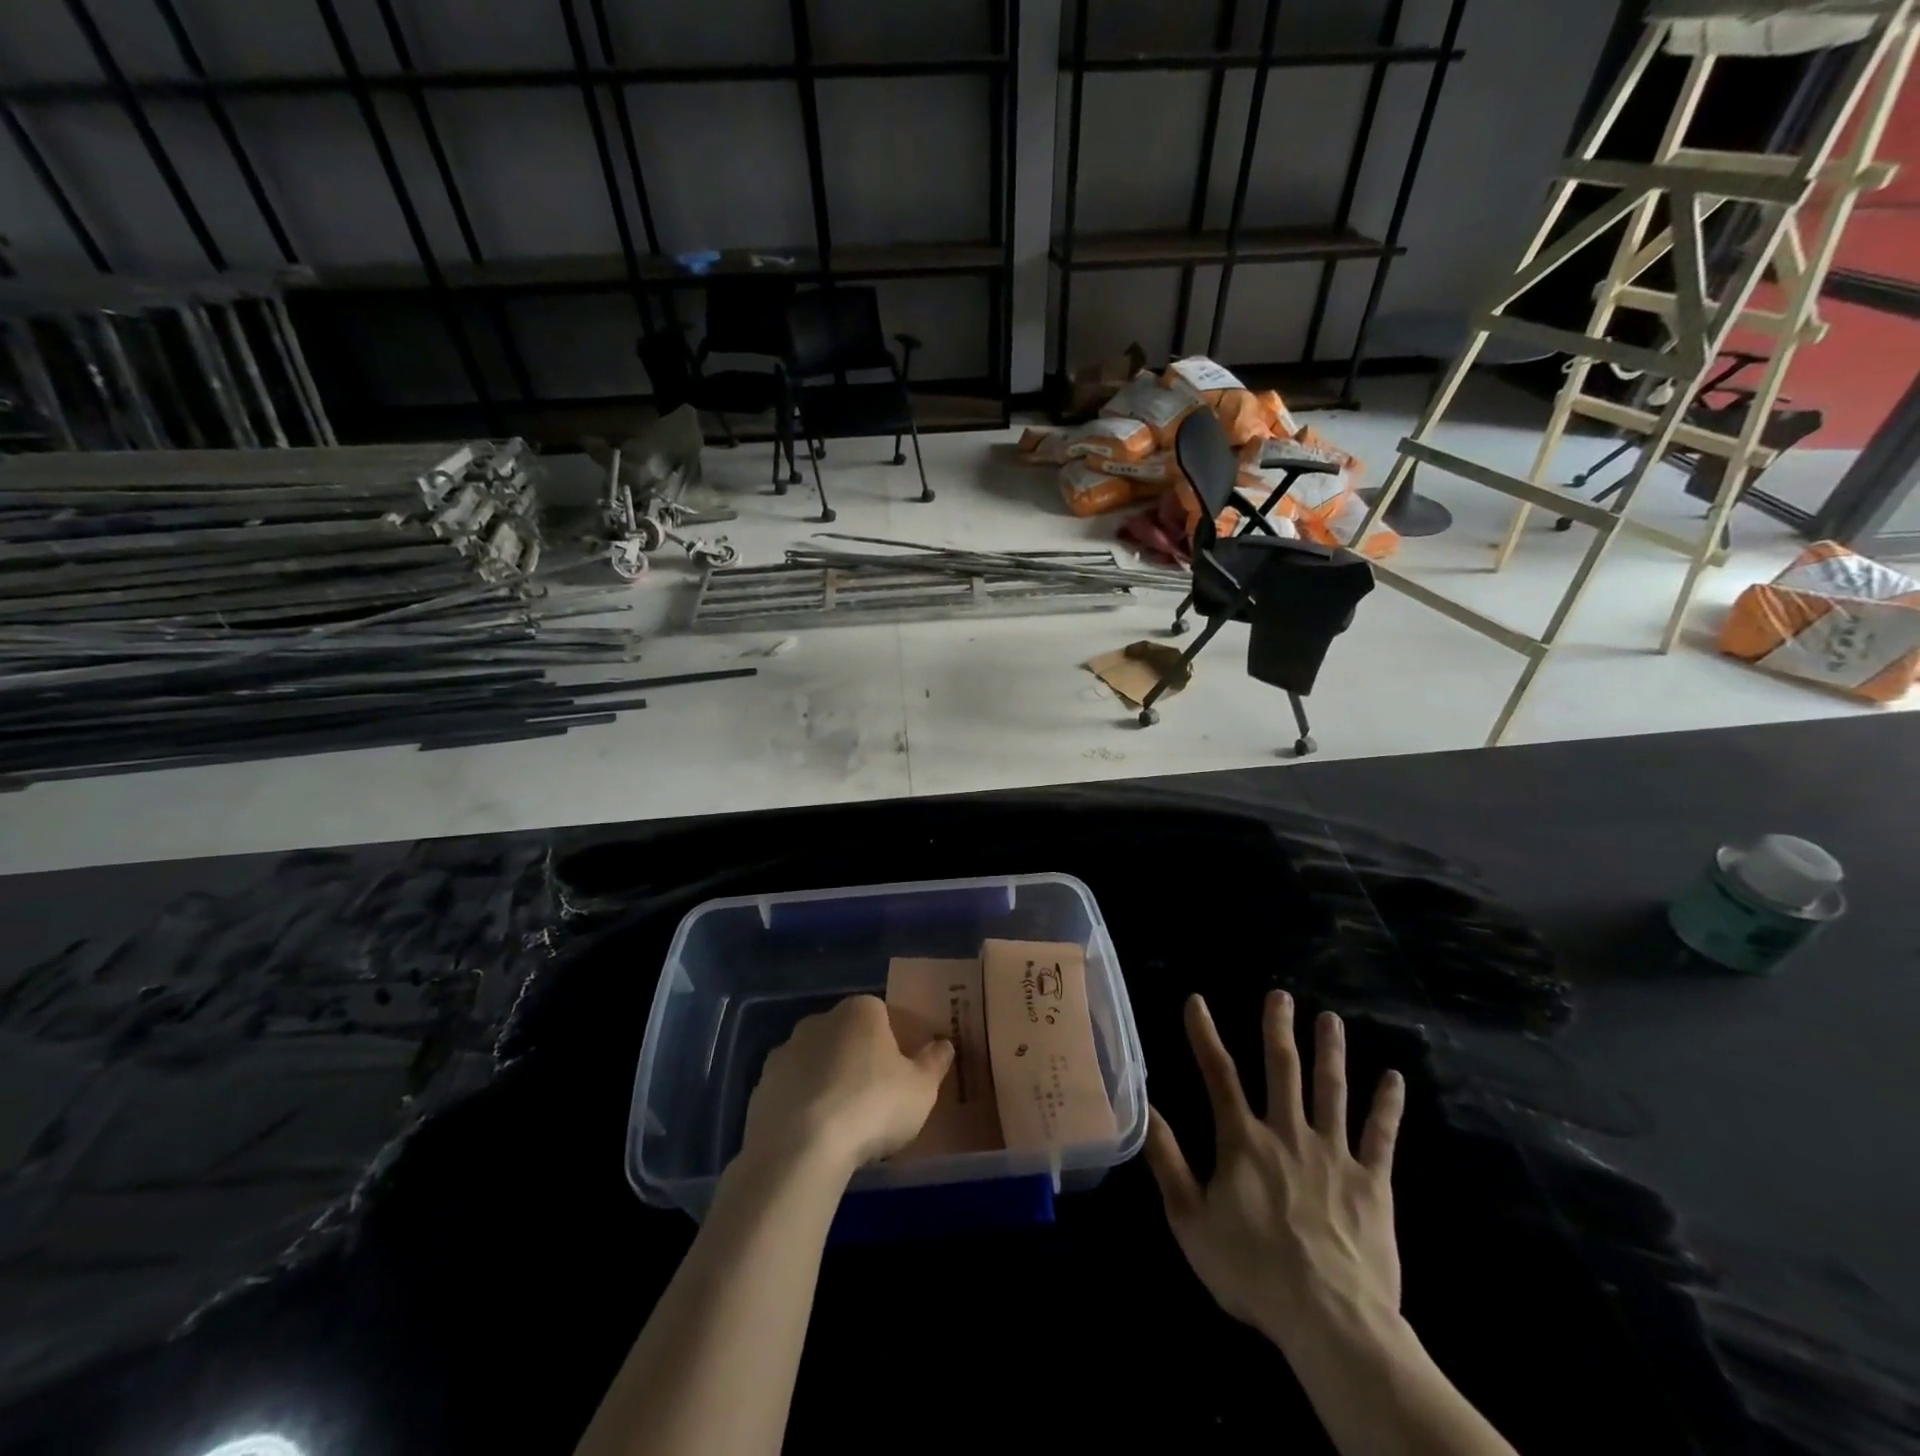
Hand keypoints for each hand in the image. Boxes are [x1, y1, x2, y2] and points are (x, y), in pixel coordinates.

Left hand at [741, 995, 953, 1173]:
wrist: (800, 1149)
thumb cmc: (872, 1107)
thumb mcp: (921, 1089)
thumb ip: (934, 1062)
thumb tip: (944, 1044)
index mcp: (860, 1011)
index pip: (881, 1014)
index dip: (892, 1042)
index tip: (899, 1074)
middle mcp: (819, 1020)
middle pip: (845, 1035)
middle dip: (857, 1059)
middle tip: (873, 1099)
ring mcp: (784, 1052)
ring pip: (815, 1062)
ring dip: (826, 1082)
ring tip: (842, 1124)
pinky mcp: (760, 1087)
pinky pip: (790, 1092)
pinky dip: (801, 1107)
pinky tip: (813, 1137)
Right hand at [1145, 992, 1405, 1355]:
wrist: (1331, 1321)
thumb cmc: (1252, 1272)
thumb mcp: (1191, 1221)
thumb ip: (1168, 1160)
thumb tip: (1147, 1106)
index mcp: (1244, 1141)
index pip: (1218, 1074)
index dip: (1204, 1034)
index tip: (1196, 1000)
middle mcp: (1288, 1133)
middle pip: (1283, 1069)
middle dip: (1278, 1028)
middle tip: (1280, 995)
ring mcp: (1334, 1154)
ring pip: (1331, 1089)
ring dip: (1330, 1051)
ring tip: (1330, 1018)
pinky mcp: (1373, 1182)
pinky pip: (1382, 1136)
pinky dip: (1387, 1105)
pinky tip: (1394, 1078)